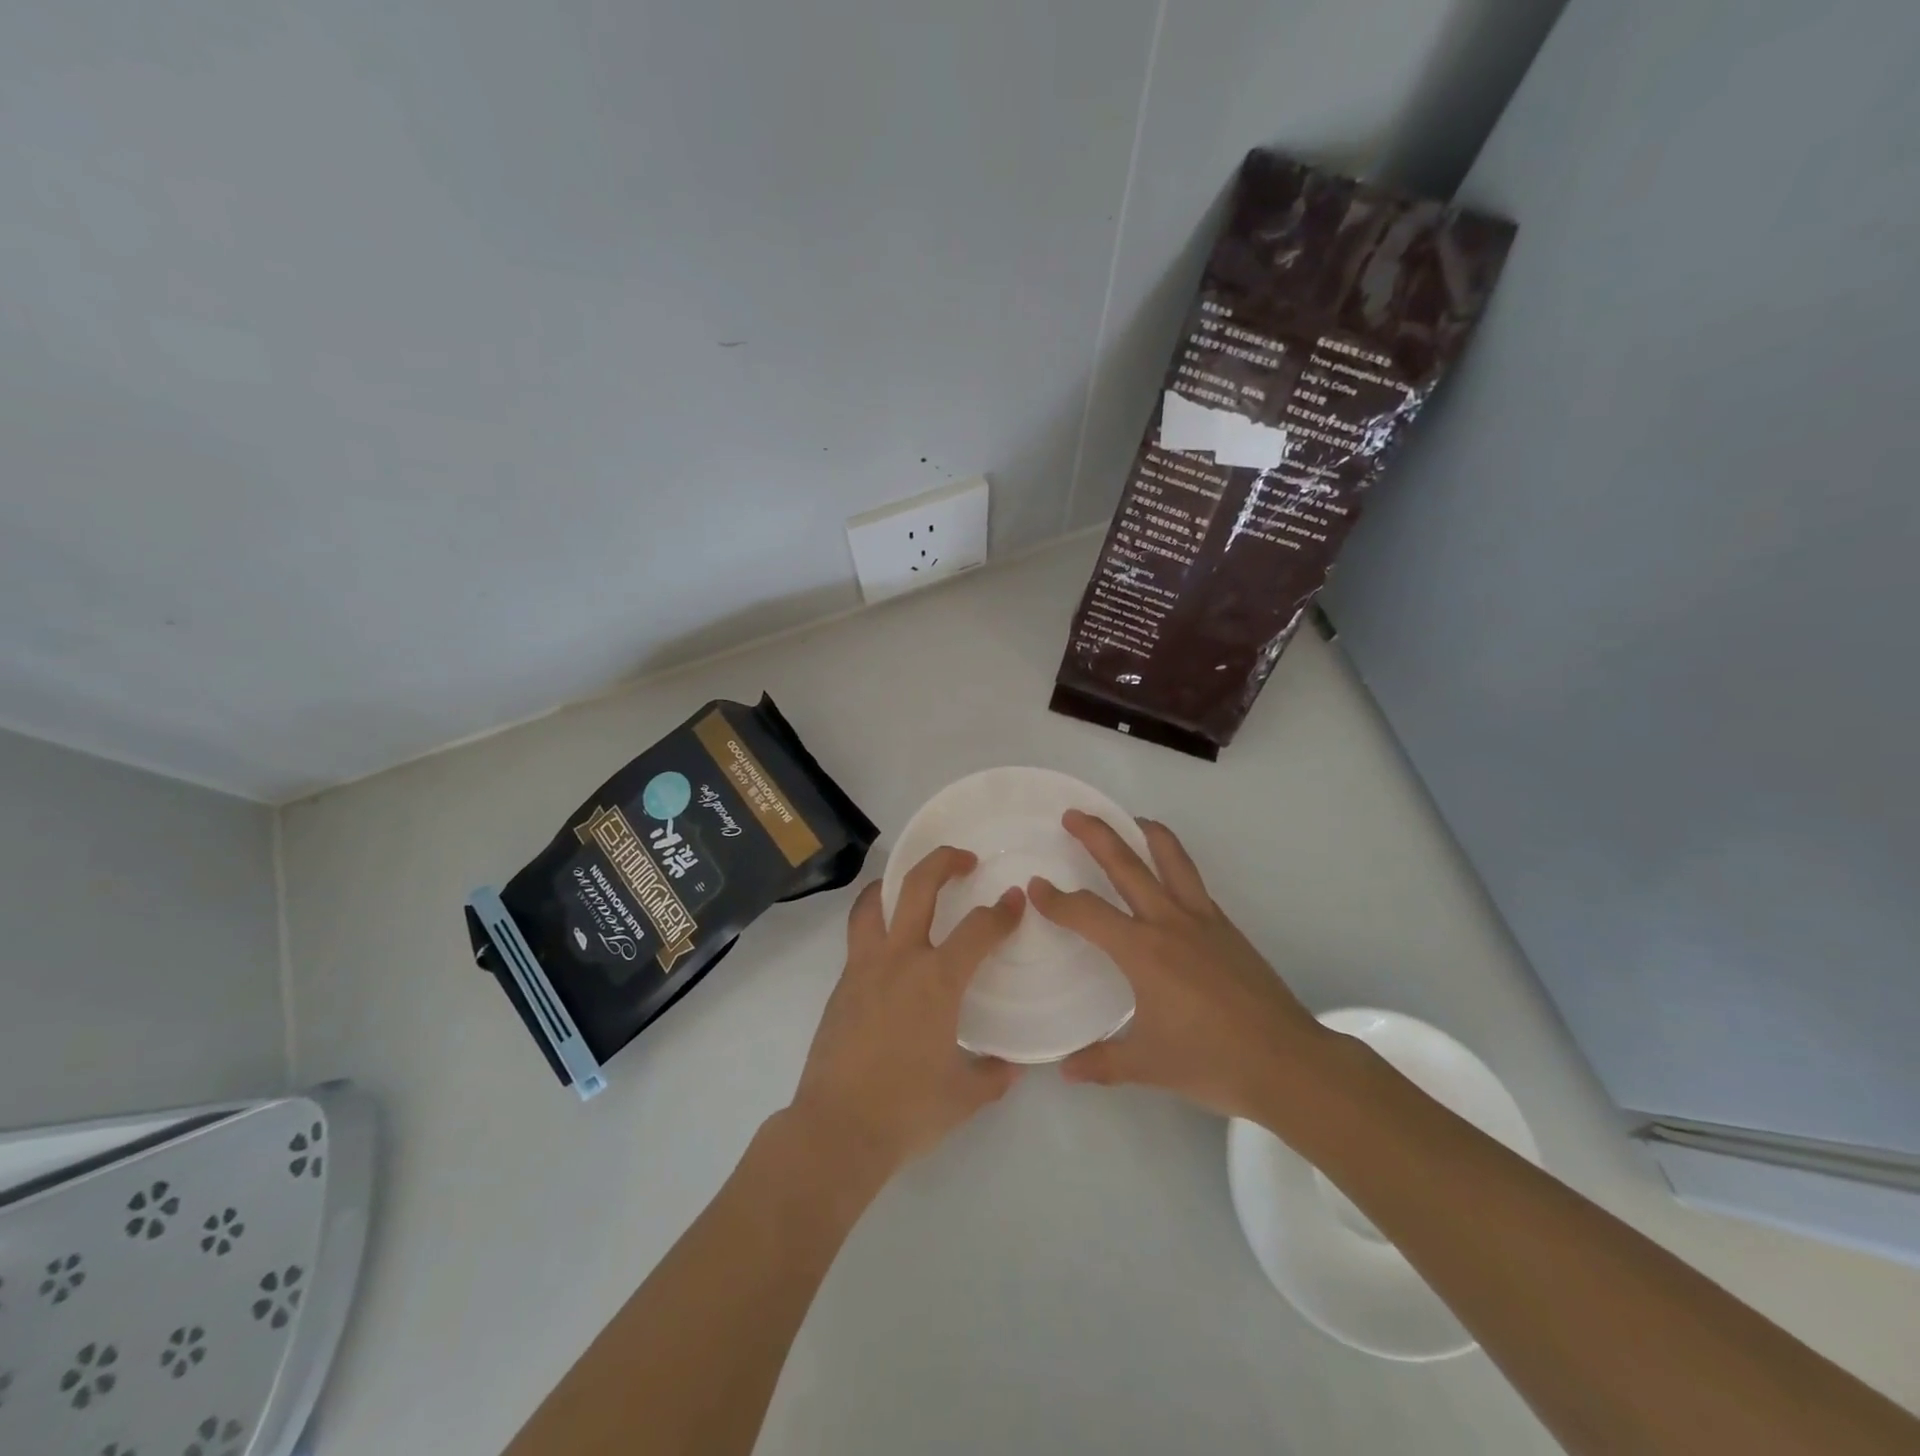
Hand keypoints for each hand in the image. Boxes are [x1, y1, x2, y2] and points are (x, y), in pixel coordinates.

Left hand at [788, 847, 1024, 1179]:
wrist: (835, 1130)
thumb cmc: (906, 1110)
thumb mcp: (963, 1096)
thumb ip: (992, 1076)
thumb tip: (1008, 1068)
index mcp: (936, 980)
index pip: (978, 929)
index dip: (1002, 911)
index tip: (1015, 901)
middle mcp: (899, 959)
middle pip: (917, 887)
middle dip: (943, 861)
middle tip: (964, 859)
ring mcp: (863, 968)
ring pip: (873, 903)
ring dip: (894, 883)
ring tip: (909, 885)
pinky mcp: (841, 985)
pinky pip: (859, 937)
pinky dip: (875, 923)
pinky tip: (890, 949)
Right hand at [1029, 812, 1329, 1123]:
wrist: (1287, 1062)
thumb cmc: (1211, 1061)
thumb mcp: (1147, 1066)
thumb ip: (1100, 1062)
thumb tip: (1064, 1068)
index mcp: (1142, 951)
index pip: (1088, 913)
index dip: (1057, 900)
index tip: (1036, 887)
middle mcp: (1169, 922)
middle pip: (1127, 864)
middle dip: (1096, 836)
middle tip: (1073, 815)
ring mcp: (1203, 920)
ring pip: (1171, 859)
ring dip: (1146, 833)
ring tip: (1130, 819)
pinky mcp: (1226, 927)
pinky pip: (1193, 881)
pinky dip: (1175, 863)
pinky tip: (1169, 875)